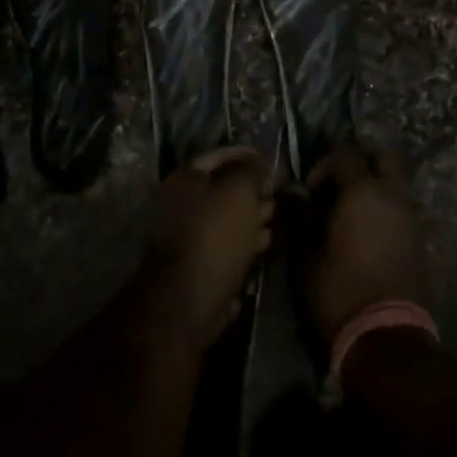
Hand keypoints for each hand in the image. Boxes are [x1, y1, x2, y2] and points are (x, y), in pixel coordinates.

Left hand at [145, 148, 272, 345]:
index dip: (246, 155)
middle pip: (222, 189)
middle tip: (277, 193)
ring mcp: (185, 237)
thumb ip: (251, 172)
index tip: (270, 160)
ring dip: (252, 218)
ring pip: (225, 219)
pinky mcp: (195, 266)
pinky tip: (264, 244)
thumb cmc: (214, 236)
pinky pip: (225, 246)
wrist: (188, 301)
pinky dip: (244, 243)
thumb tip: (259, 164)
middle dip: (252, 190)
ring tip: (276, 219)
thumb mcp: (239, 193)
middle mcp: (179, 204)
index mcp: (183, 179)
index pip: (218, 156)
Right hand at [300, 145, 427, 345]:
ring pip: (397, 182)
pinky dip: (387, 208)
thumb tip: (292, 194)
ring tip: (352, 211)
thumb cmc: (339, 289)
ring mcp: (411, 216)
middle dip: (362, 161)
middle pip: (384, 156)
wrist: (385, 335)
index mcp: (363, 191)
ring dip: (377, 185)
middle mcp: (392, 195)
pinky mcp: (421, 239)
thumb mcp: (307, 254)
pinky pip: (403, 207)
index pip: (345, 154)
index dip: (324, 164)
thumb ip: (300, 217)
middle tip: (340, 183)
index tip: (310, 189)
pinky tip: (369, 231)